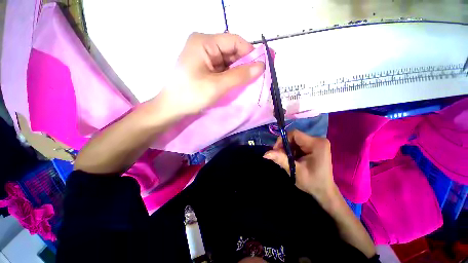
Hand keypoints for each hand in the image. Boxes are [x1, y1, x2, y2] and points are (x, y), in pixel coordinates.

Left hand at [158, 33, 264, 115]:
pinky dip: (231, 75)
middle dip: (244, 64)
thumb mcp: (218, 85)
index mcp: (204, 42)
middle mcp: (204, 45)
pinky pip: (222, 68)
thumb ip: (240, 75)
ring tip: (246, 82)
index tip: (261, 67)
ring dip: (238, 71)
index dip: (250, 53)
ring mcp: (204, 57)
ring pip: (228, 60)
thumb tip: (262, 66)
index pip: (234, 41)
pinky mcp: (204, 67)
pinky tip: (235, 83)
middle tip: (255, 78)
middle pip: (231, 50)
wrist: (172, 108)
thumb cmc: (191, 95)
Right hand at [263, 130, 337, 203]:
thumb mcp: (295, 170)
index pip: (294, 134)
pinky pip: (298, 144)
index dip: (282, 140)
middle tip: (279, 157)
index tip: (276, 151)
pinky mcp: (314, 147)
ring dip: (287, 149)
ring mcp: (316, 143)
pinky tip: (292, 159)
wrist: (324, 191)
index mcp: (316, 144)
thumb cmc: (312, 182)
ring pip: (295, 141)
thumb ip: (281, 159)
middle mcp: (317, 140)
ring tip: (286, 159)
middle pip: (294, 137)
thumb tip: (265, 154)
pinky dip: (292, 151)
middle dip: (284, 146)